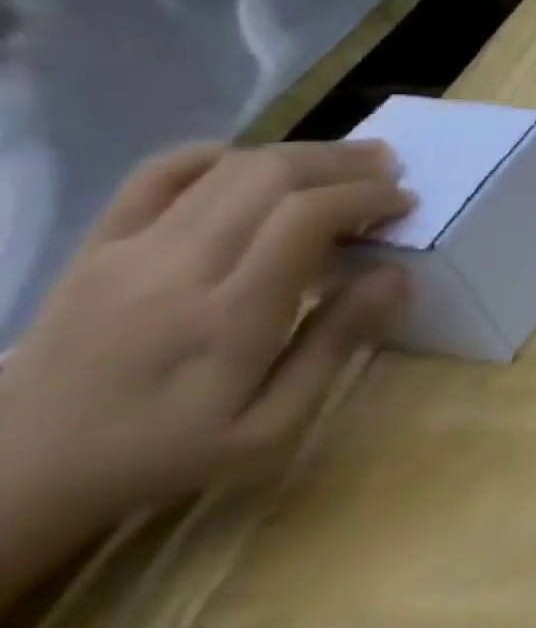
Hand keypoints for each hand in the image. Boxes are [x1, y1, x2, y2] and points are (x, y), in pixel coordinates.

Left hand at [0, 140, 413, 596]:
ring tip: (346, 162)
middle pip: (271, 177)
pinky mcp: (98, 246)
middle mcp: (176, 269)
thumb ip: (337, 344)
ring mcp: (128, 252)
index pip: (305, 218)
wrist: (23, 472)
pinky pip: (158, 174)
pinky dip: (219, 155)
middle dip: (344, 163)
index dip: (366, 196)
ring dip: (300, 154)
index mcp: (226, 317)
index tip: (406, 203)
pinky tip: (257, 166)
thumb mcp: (273, 426)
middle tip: (389, 170)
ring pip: (228, 167)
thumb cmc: (170, 452)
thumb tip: (397, 274)